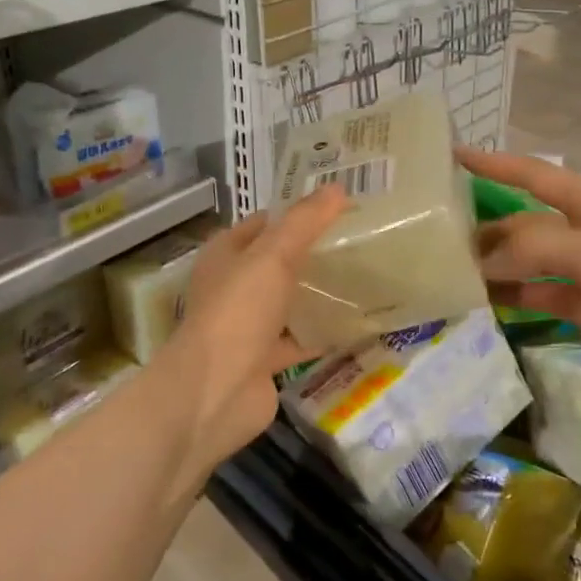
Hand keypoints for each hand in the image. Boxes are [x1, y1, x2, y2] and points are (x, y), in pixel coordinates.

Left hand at [154, 186, 348, 477]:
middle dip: (313, 252)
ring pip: (289, 301)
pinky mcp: (265, 360)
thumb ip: (305, 222)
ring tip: (364, 277)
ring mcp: (248, 325)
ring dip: (318, 293)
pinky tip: (356, 324)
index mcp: (226, 254)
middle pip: (279, 262)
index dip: (298, 213)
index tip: (340, 208)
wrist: (216, 392)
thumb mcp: (272, 256)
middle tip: (360, 241)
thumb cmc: (238, 312)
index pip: (265, 223)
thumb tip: (337, 188)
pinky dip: (322, 333)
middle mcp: (233, 286)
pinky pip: (299, 339)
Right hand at [458, 148, 580, 405]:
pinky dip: (511, 294)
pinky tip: (483, 300)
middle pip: (525, 221)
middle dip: (488, 226)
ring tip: (452, 270)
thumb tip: (484, 260)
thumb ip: (537, 247)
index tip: (453, 154)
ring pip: (527, 259)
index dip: (496, 164)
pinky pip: (536, 293)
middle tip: (440, 235)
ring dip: (495, 262)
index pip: (536, 176)